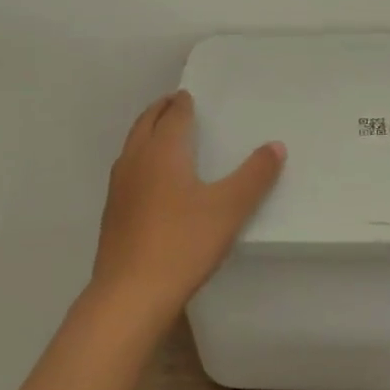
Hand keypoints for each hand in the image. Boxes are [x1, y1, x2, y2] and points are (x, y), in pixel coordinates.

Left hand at [90, 90, 285, 326]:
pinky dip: (140, 160)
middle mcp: (135, 162)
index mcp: (162, 152)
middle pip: (145, 125)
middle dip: (160, 111)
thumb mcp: (229, 209)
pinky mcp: (113, 214)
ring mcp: (119, 189)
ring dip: (146, 134)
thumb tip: (275, 146)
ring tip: (163, 135)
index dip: (182, 104)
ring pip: (132, 147)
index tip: (189, 95)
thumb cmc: (183, 244)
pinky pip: (127, 171)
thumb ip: (254, 176)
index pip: (172, 116)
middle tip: (174, 104)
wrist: (131, 294)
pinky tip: (151, 181)